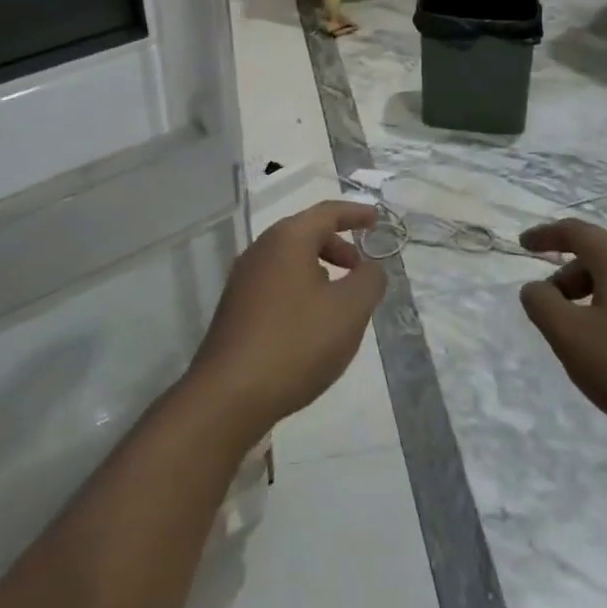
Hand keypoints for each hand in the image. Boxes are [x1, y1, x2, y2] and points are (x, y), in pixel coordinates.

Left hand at [186, 201, 386, 437]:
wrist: (229, 395)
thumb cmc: (296, 343)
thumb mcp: (349, 311)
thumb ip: (368, 281)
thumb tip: (370, 268)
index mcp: (288, 239)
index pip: (327, 212)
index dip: (355, 213)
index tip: (377, 219)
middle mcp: (261, 249)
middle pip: (306, 233)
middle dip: (338, 246)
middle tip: (360, 270)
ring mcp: (244, 278)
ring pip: (290, 259)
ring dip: (319, 268)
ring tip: (339, 299)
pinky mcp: (235, 308)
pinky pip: (276, 282)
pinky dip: (300, 288)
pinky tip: (310, 322)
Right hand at [517, 218, 606, 455]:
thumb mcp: (572, 338)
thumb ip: (543, 306)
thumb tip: (535, 288)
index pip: (575, 231)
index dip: (545, 235)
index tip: (523, 244)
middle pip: (597, 258)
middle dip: (566, 277)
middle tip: (548, 308)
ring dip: (590, 299)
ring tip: (578, 338)